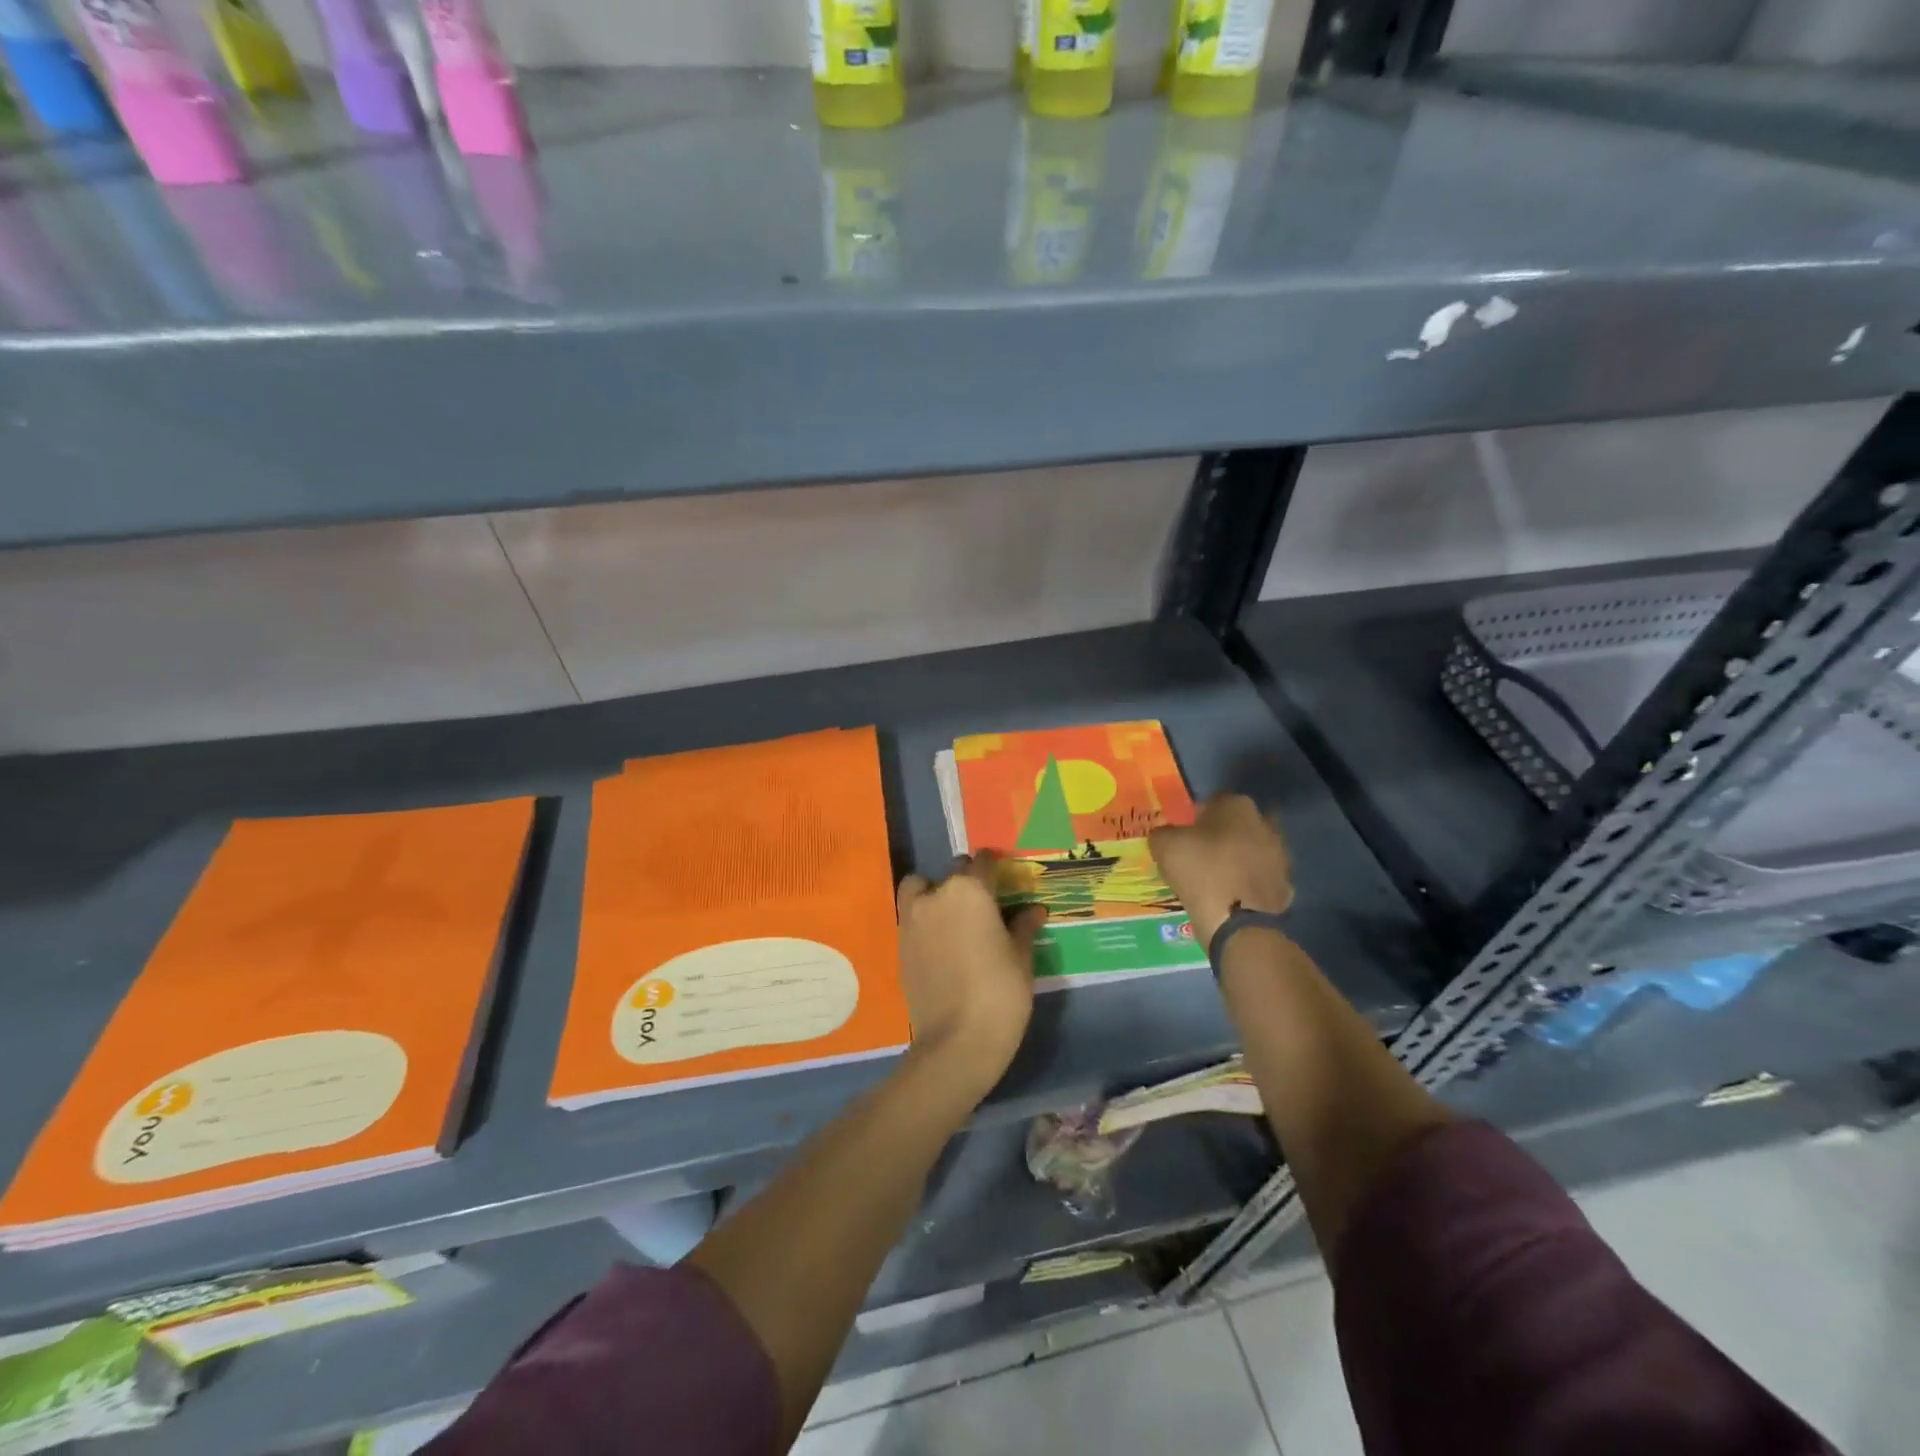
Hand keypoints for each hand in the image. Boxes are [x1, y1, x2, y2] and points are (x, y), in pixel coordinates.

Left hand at [895, 852, 1046, 1100]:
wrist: (956, 1041)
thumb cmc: (1000, 993)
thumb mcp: (1021, 957)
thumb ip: (1023, 926)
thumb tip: (1034, 910)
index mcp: (970, 891)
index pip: (982, 862)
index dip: (993, 866)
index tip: (1002, 875)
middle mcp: (936, 895)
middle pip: (951, 873)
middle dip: (967, 880)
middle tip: (984, 903)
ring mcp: (912, 919)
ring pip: (920, 889)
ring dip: (935, 893)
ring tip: (954, 917)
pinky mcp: (900, 945)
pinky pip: (912, 917)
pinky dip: (924, 919)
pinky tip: (943, 942)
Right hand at [1148, 793, 1293, 947]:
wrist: (1237, 921)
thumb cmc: (1200, 871)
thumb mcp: (1164, 846)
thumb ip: (1163, 833)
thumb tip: (1167, 835)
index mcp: (1237, 806)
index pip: (1213, 802)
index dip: (1196, 817)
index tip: (1184, 836)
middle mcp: (1265, 824)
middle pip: (1238, 826)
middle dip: (1222, 836)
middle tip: (1200, 855)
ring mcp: (1281, 856)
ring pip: (1252, 852)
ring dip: (1238, 861)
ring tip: (1215, 880)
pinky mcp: (1286, 886)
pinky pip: (1260, 880)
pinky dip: (1248, 886)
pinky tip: (1231, 898)